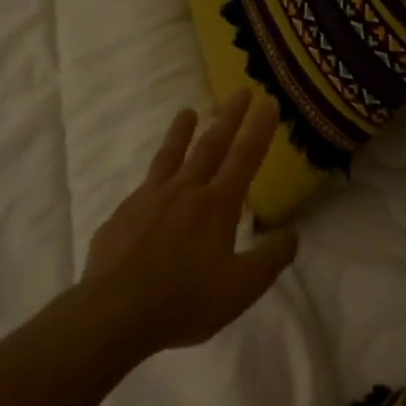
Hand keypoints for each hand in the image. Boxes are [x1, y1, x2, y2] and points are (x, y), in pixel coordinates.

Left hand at [83, 88, 298, 353]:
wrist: (113, 314)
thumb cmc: (185, 300)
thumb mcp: (242, 288)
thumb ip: (271, 258)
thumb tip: (291, 234)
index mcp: (216, 206)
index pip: (244, 158)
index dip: (259, 130)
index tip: (269, 103)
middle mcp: (184, 192)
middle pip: (210, 146)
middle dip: (229, 117)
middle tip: (240, 92)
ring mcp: (148, 200)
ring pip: (170, 157)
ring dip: (182, 132)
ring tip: (187, 112)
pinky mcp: (121, 215)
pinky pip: (144, 187)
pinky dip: (155, 176)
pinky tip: (153, 185)